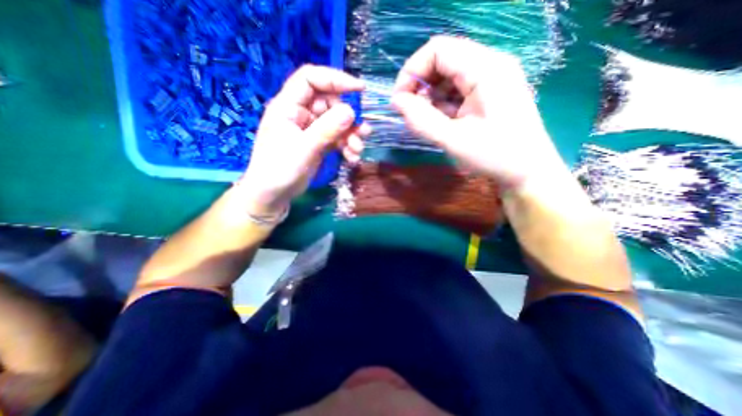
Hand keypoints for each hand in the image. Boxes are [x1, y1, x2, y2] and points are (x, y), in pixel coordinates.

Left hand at [239, 65, 368, 217]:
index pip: (311, 79)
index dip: (335, 79)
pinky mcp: (318, 143)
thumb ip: (327, 129)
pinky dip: (347, 146)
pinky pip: (337, 138)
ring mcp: (311, 129)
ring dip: (351, 135)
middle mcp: (301, 114)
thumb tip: (351, 111)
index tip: (359, 90)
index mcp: (289, 106)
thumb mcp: (304, 149)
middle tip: (362, 133)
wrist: (273, 195)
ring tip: (357, 150)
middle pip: (330, 103)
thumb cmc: (279, 170)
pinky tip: (352, 158)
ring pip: (337, 122)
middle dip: (349, 117)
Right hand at [390, 36, 565, 187]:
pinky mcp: (488, 93)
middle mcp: (490, 65)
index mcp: (485, 69)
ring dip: (430, 96)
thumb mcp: (453, 140)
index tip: (399, 100)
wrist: (528, 172)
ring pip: (448, 76)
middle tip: (410, 113)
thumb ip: (421, 119)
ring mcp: (491, 78)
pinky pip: (457, 90)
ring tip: (425, 121)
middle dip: (420, 85)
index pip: (438, 50)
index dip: (412, 71)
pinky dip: (442, 104)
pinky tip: (440, 121)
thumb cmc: (495, 156)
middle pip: (443, 60)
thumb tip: (396, 102)